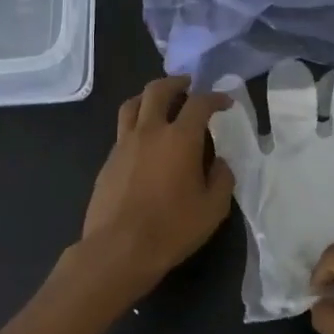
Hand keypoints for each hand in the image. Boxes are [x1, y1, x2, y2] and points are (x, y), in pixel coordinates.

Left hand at [78, 76, 234, 298]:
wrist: (119, 249)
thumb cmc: (172, 229)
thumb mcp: (213, 208)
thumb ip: (221, 179)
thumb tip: (219, 162)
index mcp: (180, 138)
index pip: (199, 104)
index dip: (215, 98)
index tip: (225, 102)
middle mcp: (149, 131)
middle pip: (158, 91)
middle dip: (175, 83)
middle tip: (187, 86)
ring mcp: (123, 144)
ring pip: (132, 105)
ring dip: (149, 97)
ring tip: (160, 103)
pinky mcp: (108, 161)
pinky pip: (123, 130)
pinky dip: (136, 124)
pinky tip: (145, 141)